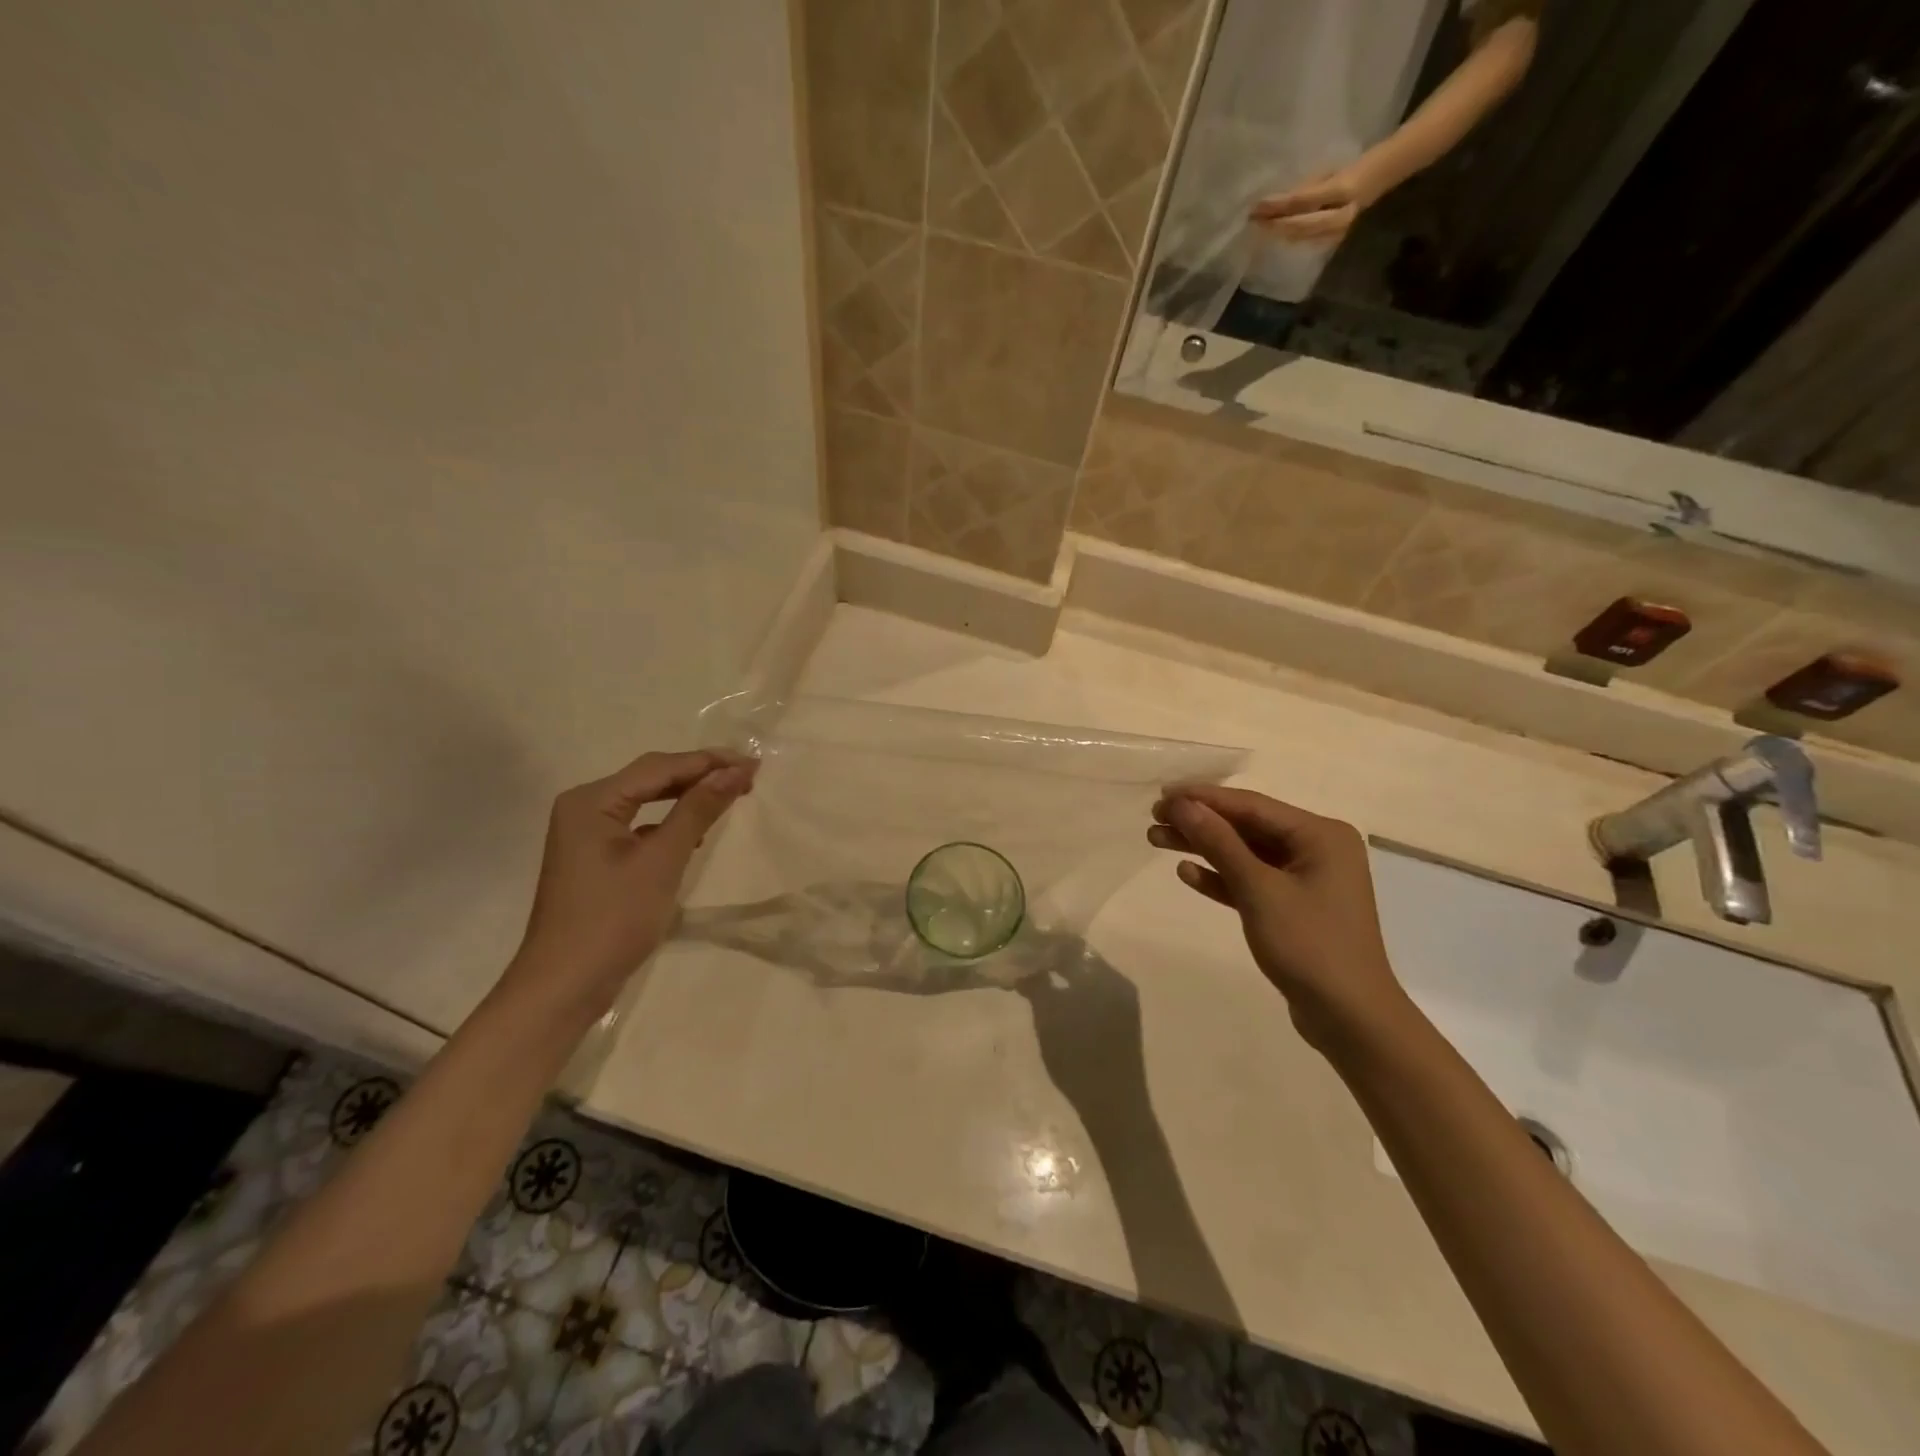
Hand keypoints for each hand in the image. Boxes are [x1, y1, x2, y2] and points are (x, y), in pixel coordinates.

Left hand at [500, 748, 756, 1022]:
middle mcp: (584, 807)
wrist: (564, 985)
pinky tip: (694, 834)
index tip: (753, 765)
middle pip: (651, 778)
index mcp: (592, 800)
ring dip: (686, 797)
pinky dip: (669, 823)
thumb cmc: (613, 918)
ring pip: (646, 801)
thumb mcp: (662, 860)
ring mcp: (586, 834)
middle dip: (699, 775)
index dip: (709, 762)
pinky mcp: (594, 858)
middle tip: (747, 778)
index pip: (660, 767)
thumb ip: (698, 810)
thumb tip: (734, 771)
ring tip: (728, 796)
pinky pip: (638, 825)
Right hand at [1149, 786, 1407, 1045]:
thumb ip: (1220, 843)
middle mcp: (1316, 849)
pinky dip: (1220, 877)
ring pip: (1244, 853)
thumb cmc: (1309, 945)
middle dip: (1199, 823)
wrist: (1350, 1018)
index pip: (1251, 805)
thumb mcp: (1259, 890)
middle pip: (1246, 826)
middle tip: (1154, 818)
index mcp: (1320, 835)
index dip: (1204, 798)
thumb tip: (1183, 805)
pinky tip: (1187, 873)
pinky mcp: (1293, 907)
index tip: (1162, 795)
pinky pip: (1251, 880)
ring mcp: (1305, 879)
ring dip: (1203, 848)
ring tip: (1156, 839)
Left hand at [1249, 167, 1375, 245]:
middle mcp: (1341, 214)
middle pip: (1300, 225)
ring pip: (1302, 236)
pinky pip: (1308, 241)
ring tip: (1260, 228)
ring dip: (1280, 233)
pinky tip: (1276, 236)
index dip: (1278, 205)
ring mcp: (1338, 230)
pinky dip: (1290, 238)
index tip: (1257, 206)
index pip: (1302, 201)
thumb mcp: (1329, 171)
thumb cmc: (1351, 169)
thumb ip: (1304, 189)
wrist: (1380, 178)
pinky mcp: (1334, 239)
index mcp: (1342, 189)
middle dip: (1275, 224)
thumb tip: (1275, 204)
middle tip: (1254, 221)